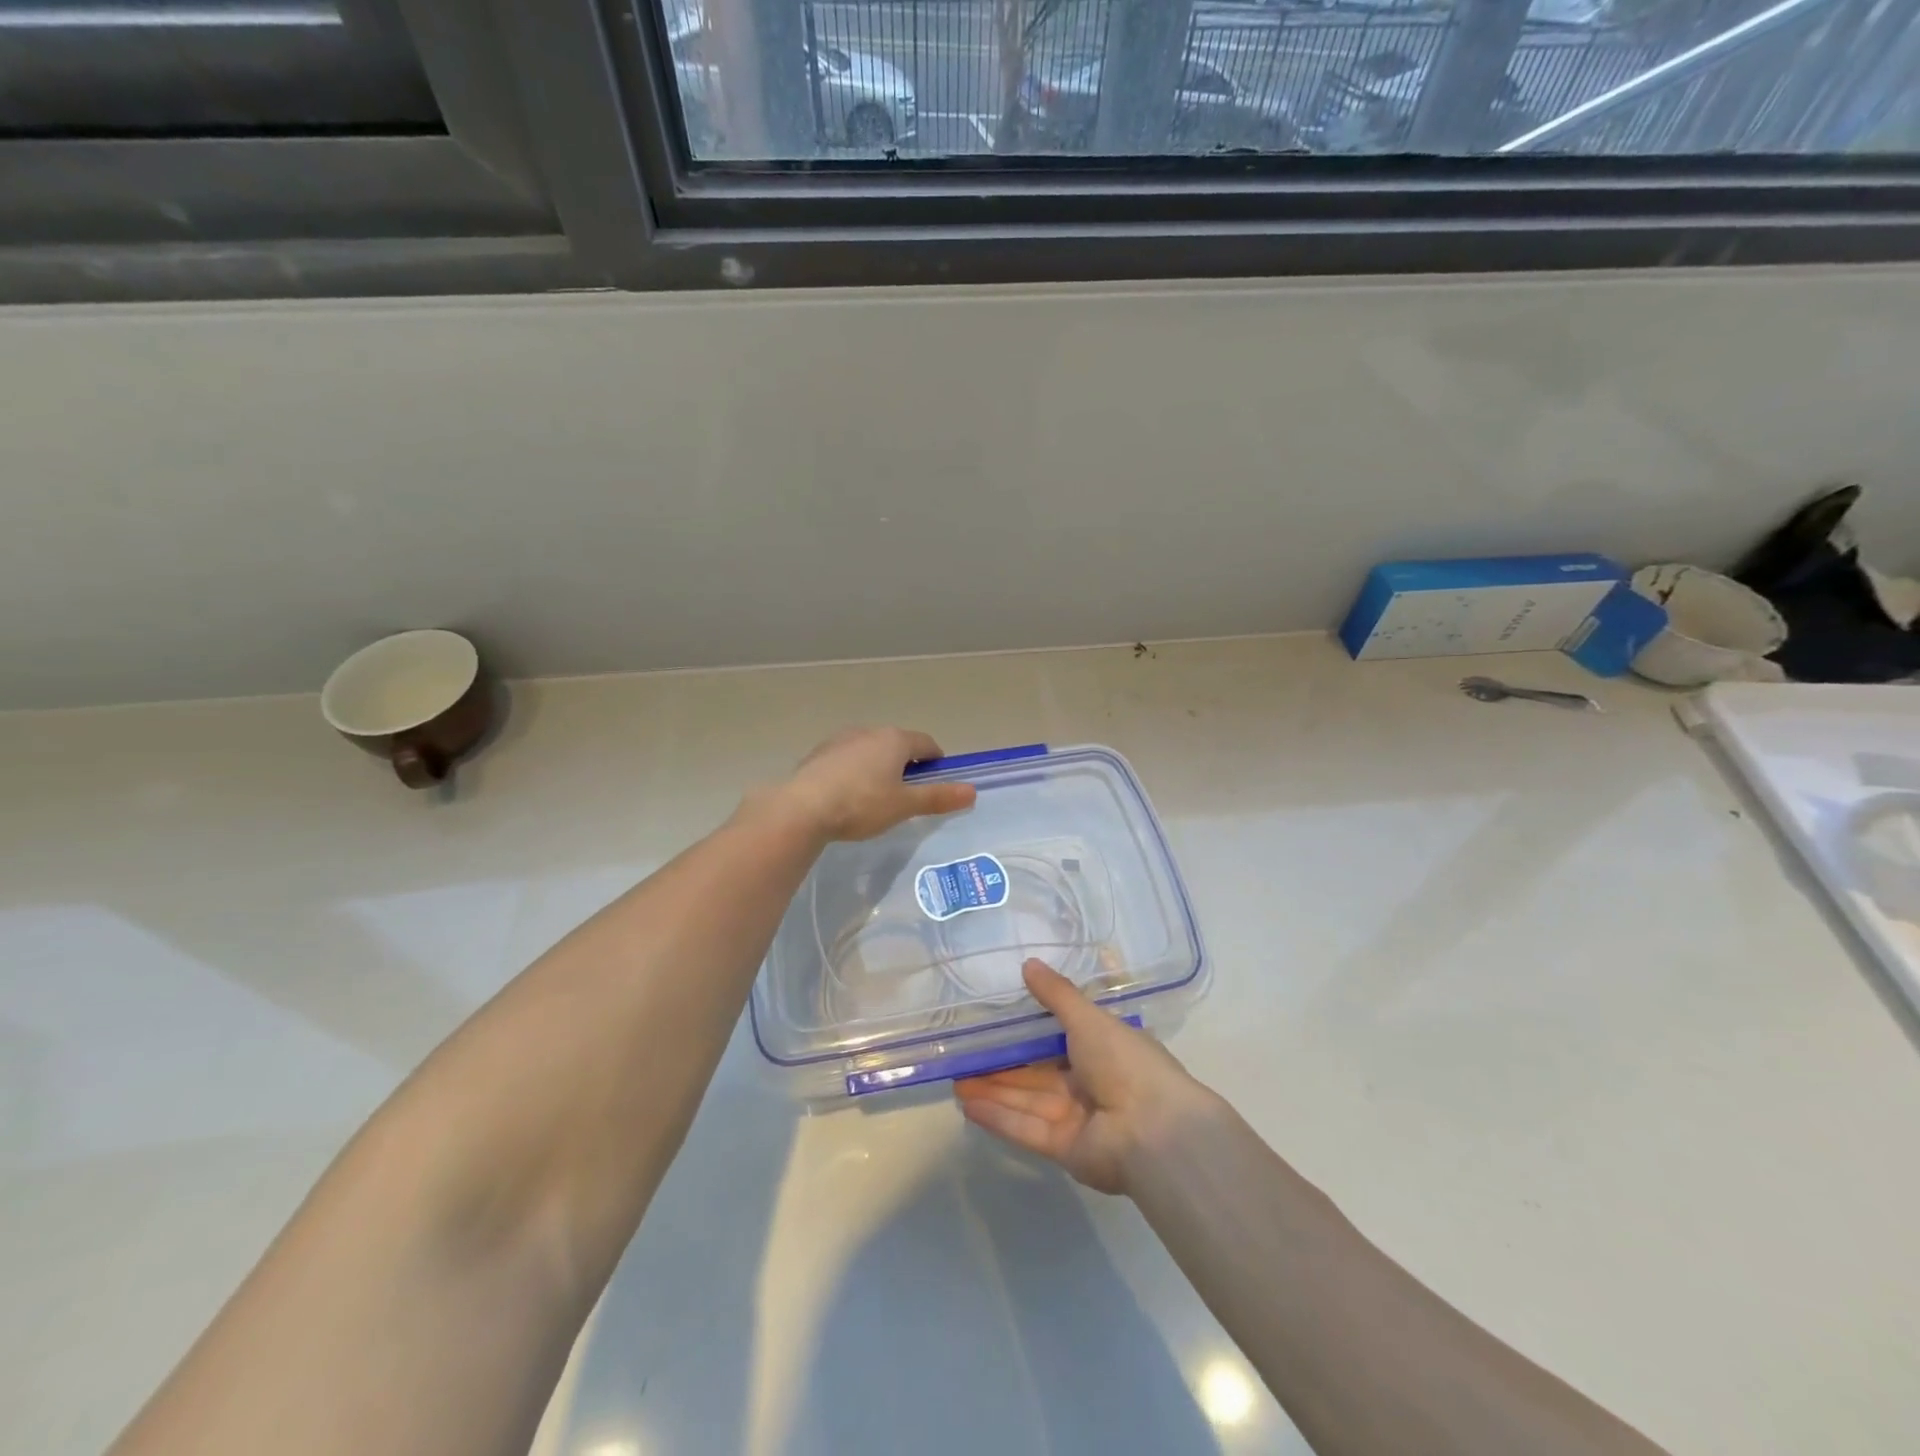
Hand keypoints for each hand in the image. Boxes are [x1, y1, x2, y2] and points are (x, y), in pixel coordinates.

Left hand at [775, 727, 976, 841]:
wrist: (802, 808)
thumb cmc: (861, 804)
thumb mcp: (904, 805)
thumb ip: (938, 797)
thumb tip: (972, 791)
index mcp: (895, 740)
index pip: (926, 744)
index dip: (936, 761)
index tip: (936, 782)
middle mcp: (869, 731)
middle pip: (897, 744)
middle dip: (906, 765)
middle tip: (907, 795)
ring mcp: (840, 740)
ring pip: (870, 750)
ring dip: (878, 767)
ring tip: (876, 798)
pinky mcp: (818, 754)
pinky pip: (846, 760)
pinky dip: (853, 773)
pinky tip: (847, 797)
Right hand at [954, 959, 1217, 1195]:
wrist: (1153, 1131)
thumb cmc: (1125, 1062)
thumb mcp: (1089, 1018)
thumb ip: (1056, 995)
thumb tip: (1029, 963)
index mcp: (1104, 1050)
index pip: (1060, 1040)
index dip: (1028, 1033)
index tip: (996, 1024)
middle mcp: (1090, 1084)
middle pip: (1038, 1073)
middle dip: (1003, 1066)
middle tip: (966, 1056)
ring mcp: (1076, 1119)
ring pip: (1027, 1100)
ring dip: (993, 1091)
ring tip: (956, 1080)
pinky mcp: (1063, 1150)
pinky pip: (1025, 1128)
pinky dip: (998, 1117)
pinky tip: (967, 1105)